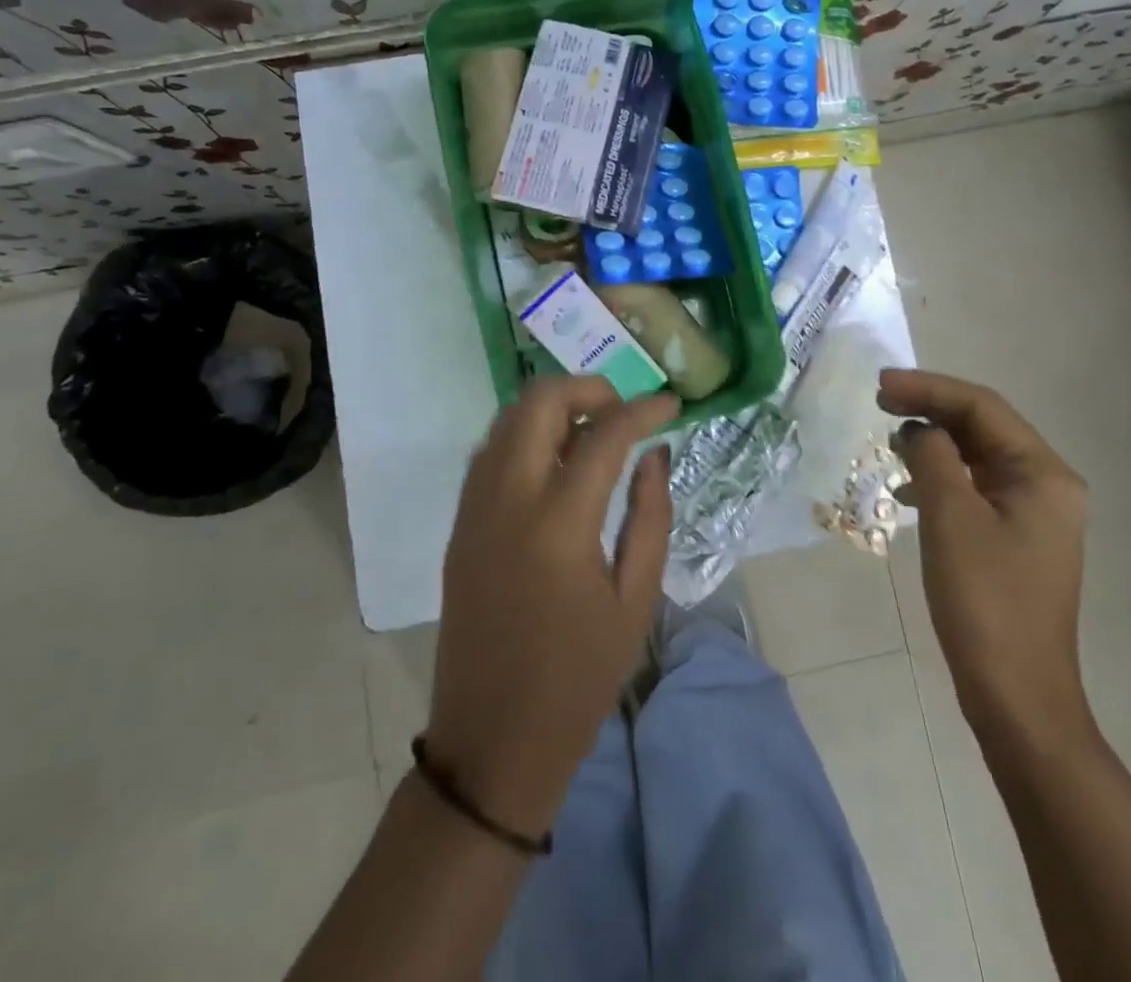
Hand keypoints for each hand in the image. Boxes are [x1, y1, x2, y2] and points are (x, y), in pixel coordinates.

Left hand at [423, 377, 679, 837]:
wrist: (492, 742)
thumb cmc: (578, 679)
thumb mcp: (635, 601)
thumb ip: (650, 516)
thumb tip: (655, 454)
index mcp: (558, 523)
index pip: (603, 434)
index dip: (643, 409)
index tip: (671, 404)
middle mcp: (507, 499)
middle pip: (538, 401)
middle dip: (587, 388)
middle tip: (624, 412)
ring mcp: (474, 508)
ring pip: (507, 419)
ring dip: (552, 408)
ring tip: (593, 433)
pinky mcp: (459, 524)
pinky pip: (490, 451)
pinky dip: (524, 436)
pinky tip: (555, 463)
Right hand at [879, 368, 1090, 741]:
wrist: (1017, 695)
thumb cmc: (985, 602)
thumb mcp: (950, 518)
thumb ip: (933, 457)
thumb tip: (919, 429)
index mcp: (1043, 474)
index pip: (982, 407)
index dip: (928, 388)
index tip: (879, 386)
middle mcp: (1047, 485)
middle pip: (983, 426)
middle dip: (931, 409)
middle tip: (879, 401)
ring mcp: (1034, 514)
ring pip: (978, 456)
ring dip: (935, 441)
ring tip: (890, 437)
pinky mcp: (1016, 538)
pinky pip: (976, 487)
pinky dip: (941, 476)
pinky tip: (909, 487)